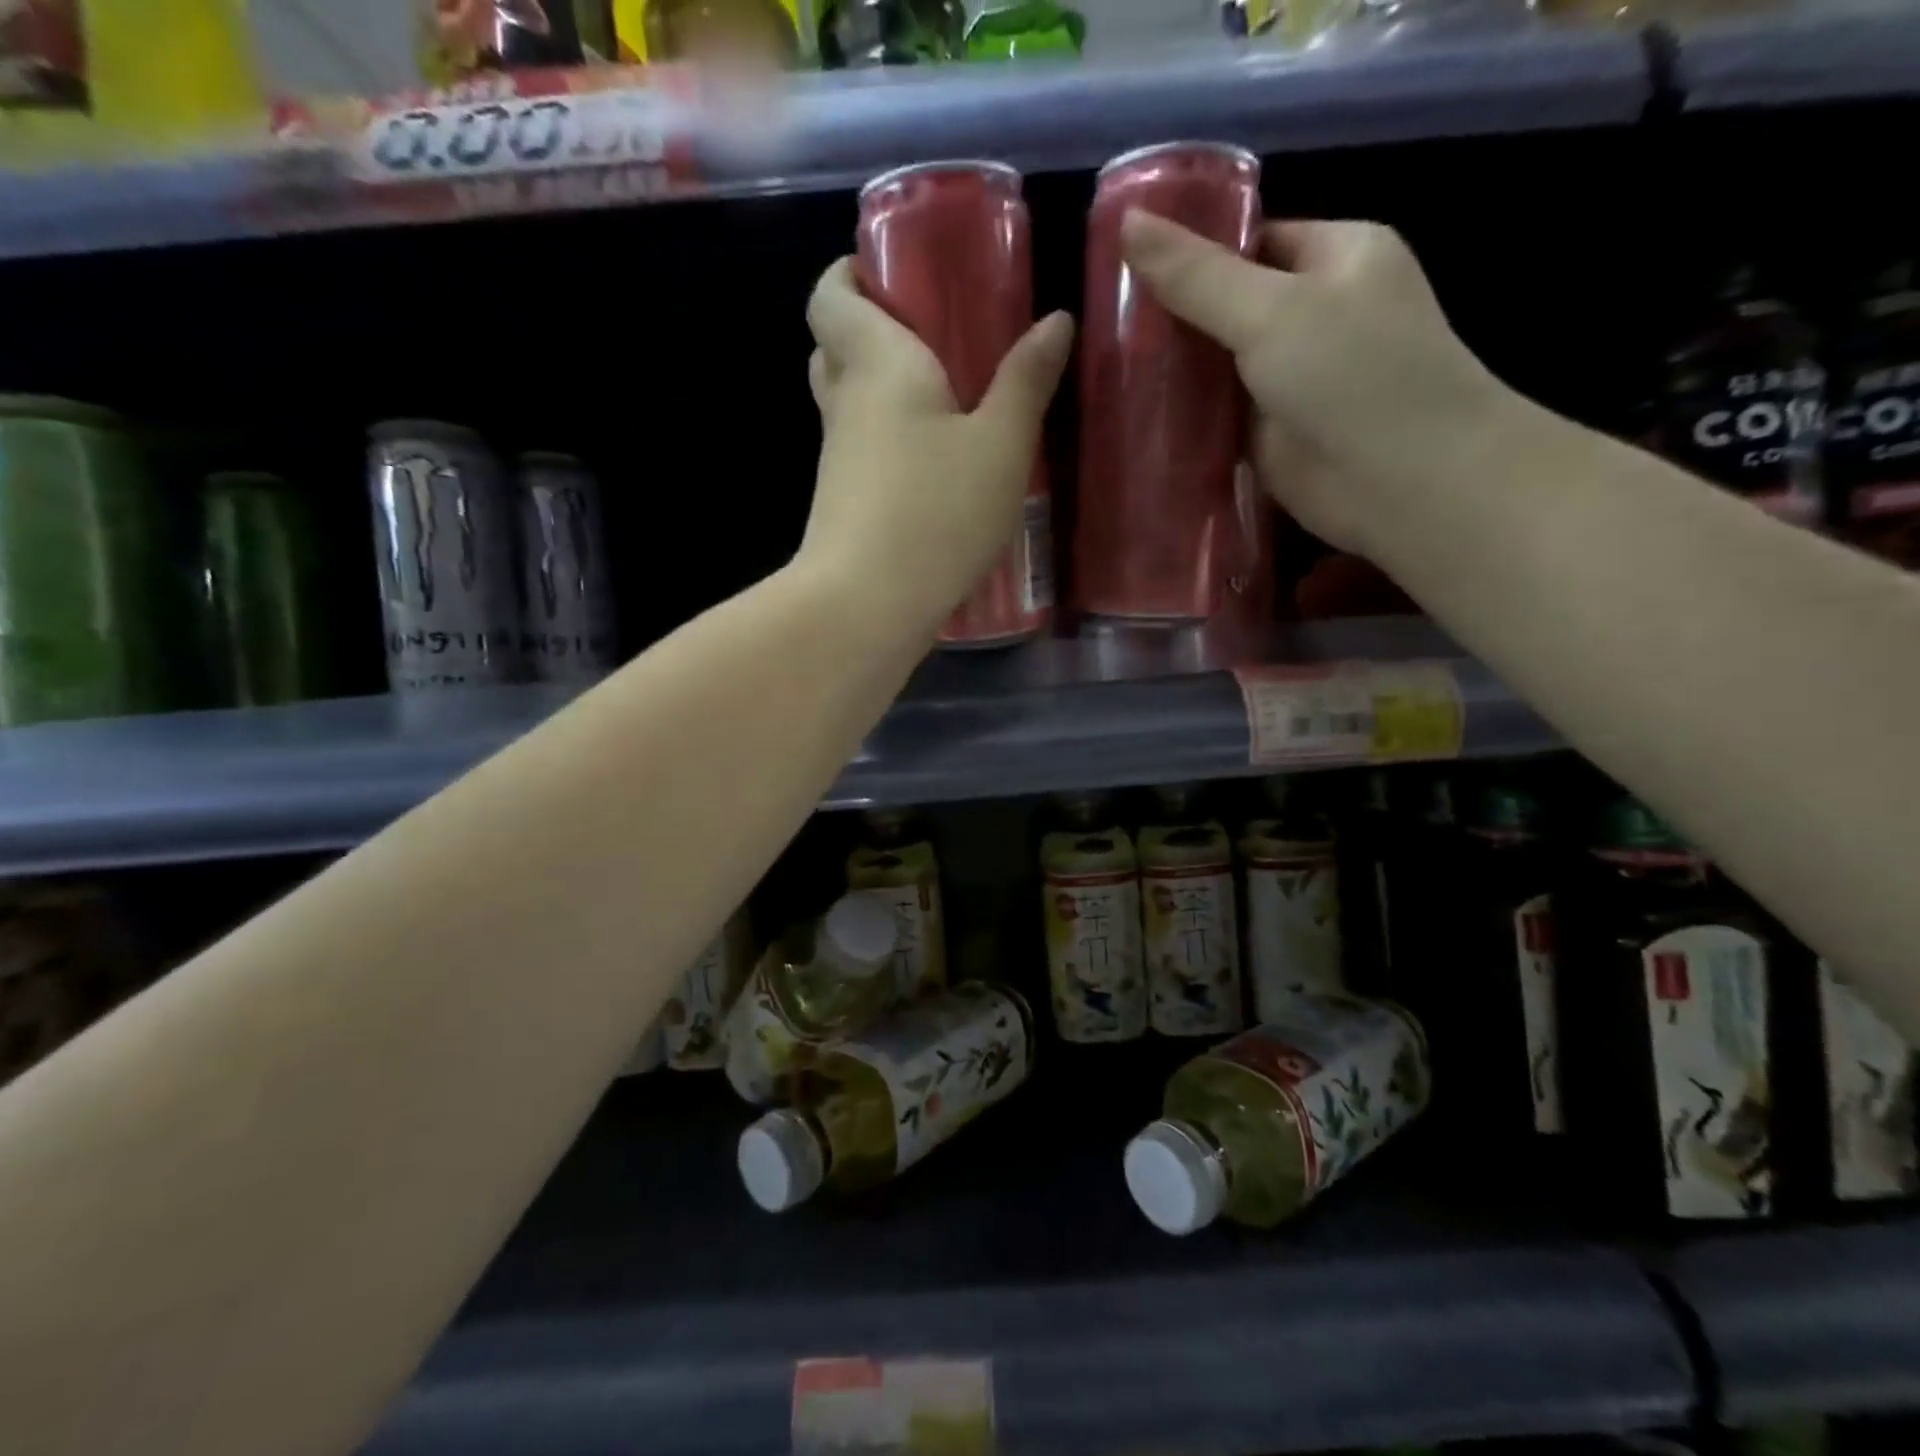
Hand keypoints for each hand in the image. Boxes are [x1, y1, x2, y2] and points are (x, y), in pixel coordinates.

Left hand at [798, 258, 1073, 633]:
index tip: (890, 271)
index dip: (850, 272)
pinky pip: (861, 452)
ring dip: (883, 390)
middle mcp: (845, 403)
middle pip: (834, 346)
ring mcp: (837, 459)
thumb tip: (1055, 320)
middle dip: (871, 328)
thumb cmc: (936, 512)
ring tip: (947, 399)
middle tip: (930, 333)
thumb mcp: (1001, 446)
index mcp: (876, 362)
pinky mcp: (842, 504)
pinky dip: (889, 441)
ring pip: (849, 403)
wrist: (865, 605)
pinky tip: (935, 465)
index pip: (831, 295)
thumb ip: (1026, 382)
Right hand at [1120, 212, 1508, 560]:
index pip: (1250, 241)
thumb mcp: (1271, 310)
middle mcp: (1316, 312)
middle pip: (1228, 304)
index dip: (1189, 251)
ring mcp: (1292, 378)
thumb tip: (1127, 221)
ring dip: (1171, 371)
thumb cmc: (1353, 375)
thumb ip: (1197, 276)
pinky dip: (1182, 417)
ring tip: (1103, 367)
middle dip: (1171, 316)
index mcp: (1335, 256)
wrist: (1404, 482)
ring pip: (1218, 364)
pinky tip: (1132, 415)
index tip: (1123, 267)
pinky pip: (1217, 415)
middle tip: (1102, 325)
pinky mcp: (1271, 433)